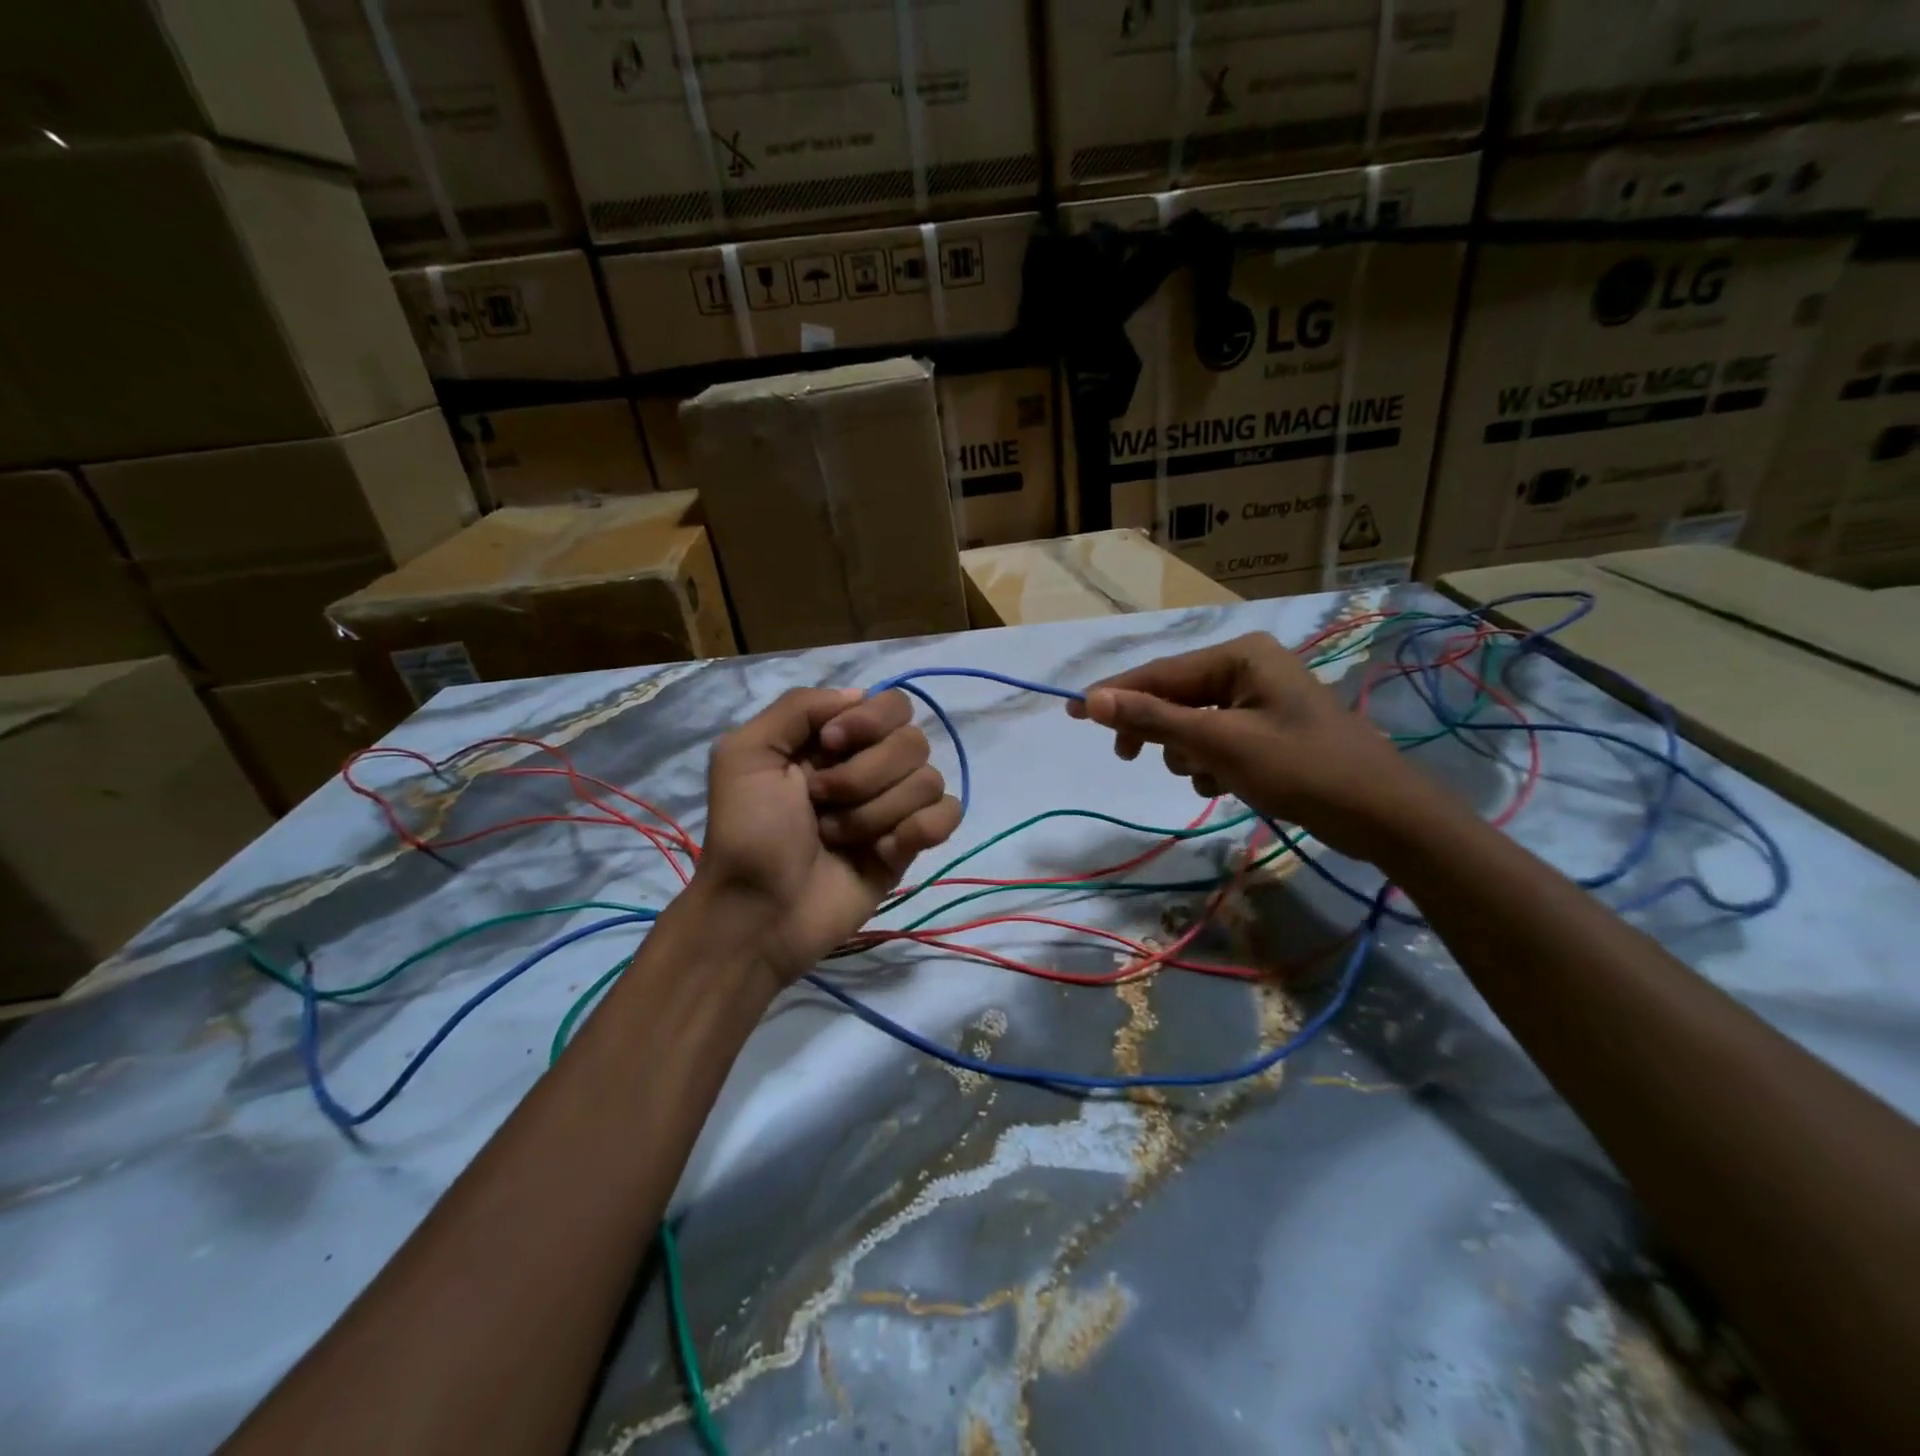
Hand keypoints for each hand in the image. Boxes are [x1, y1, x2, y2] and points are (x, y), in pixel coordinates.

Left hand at [692, 687, 961, 986]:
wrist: (758, 913)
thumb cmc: (747, 833)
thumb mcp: (745, 754)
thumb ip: (799, 707)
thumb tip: (860, 695)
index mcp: (834, 740)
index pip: (889, 703)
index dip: (867, 721)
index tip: (828, 745)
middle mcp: (868, 766)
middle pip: (913, 740)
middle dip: (864, 774)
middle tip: (821, 801)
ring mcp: (892, 807)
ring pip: (928, 780)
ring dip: (876, 811)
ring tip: (836, 837)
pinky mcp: (909, 846)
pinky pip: (947, 815)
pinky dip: (920, 829)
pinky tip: (885, 851)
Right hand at [1068, 632, 1430, 859]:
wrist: (1383, 815)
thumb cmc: (1302, 770)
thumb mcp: (1220, 744)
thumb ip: (1154, 719)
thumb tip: (1091, 700)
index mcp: (1240, 656)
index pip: (1160, 673)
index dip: (1114, 694)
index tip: (1072, 712)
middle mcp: (1248, 668)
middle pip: (1175, 696)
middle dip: (1159, 731)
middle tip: (1129, 760)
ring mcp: (1260, 699)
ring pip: (1192, 723)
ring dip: (1188, 753)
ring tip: (1210, 777)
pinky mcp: (1268, 729)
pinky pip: (1216, 740)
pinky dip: (1211, 763)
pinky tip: (1225, 784)